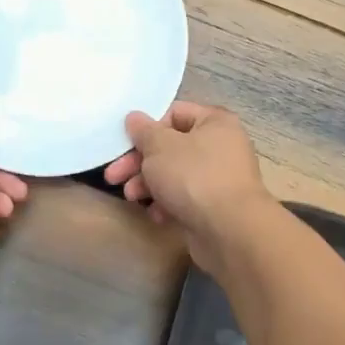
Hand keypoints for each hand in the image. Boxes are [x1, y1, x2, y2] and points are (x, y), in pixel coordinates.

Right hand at [103, 101, 274, 271]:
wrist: (230, 231)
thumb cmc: (194, 177)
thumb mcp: (160, 147)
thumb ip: (143, 131)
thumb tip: (134, 117)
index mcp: (214, 122)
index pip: (175, 113)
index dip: (147, 127)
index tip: (125, 143)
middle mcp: (221, 146)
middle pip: (171, 147)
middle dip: (140, 162)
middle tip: (114, 176)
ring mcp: (219, 178)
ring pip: (175, 174)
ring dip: (149, 184)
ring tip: (131, 197)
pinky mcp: (214, 207)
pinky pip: (185, 198)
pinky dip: (168, 204)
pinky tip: (157, 215)